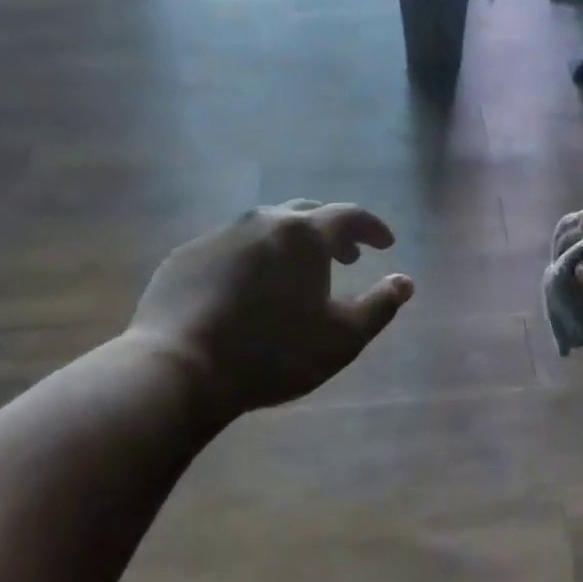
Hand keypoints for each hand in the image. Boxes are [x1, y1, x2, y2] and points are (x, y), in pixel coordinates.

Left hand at [128, 201, 414, 421]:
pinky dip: (252, 258)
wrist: (177, 368)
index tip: (386, 243)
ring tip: (297, 273)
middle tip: (346, 256)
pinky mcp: (186, 256)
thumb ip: (380, 306)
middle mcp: (262, 221)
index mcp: (304, 234)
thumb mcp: (341, 338)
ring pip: (266, 227)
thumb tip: (405, 281)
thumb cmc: (272, 354)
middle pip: (307, 213)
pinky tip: (247, 289)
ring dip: (291, 243)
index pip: (349, 216)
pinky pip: (231, 247)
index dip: (373, 228)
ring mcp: (219, 235)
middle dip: (332, 231)